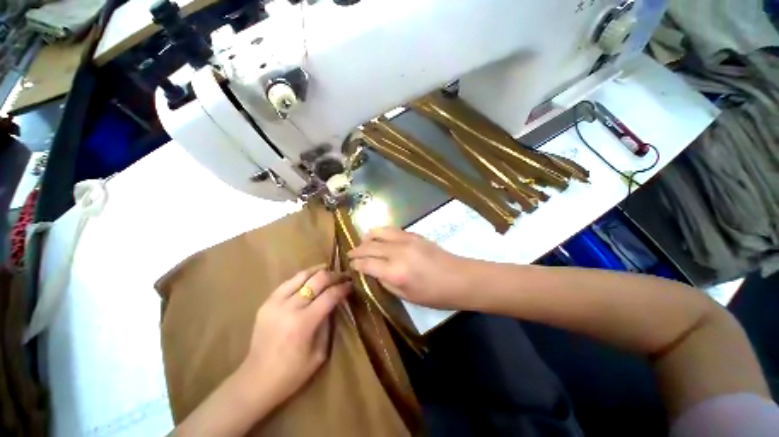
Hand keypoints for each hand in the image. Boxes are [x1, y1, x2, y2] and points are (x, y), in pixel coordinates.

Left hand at [241, 266, 350, 405]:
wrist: (256, 380)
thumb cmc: (293, 373)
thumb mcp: (320, 352)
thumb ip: (328, 323)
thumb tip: (335, 302)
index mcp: (304, 323)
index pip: (330, 295)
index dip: (343, 287)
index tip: (351, 284)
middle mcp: (289, 308)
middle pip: (317, 280)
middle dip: (334, 275)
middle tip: (343, 276)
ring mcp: (275, 303)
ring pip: (301, 275)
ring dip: (318, 271)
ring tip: (328, 270)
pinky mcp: (266, 303)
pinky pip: (288, 282)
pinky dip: (302, 277)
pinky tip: (310, 278)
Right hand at [348, 228, 473, 308]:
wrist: (459, 278)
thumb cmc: (434, 294)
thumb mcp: (406, 296)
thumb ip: (385, 281)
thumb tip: (372, 271)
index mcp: (395, 271)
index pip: (367, 263)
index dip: (356, 263)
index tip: (350, 264)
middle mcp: (398, 252)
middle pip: (370, 246)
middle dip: (357, 250)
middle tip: (350, 254)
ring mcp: (407, 240)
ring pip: (379, 232)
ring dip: (368, 237)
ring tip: (363, 243)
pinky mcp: (414, 234)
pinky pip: (392, 230)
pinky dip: (381, 232)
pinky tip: (379, 237)